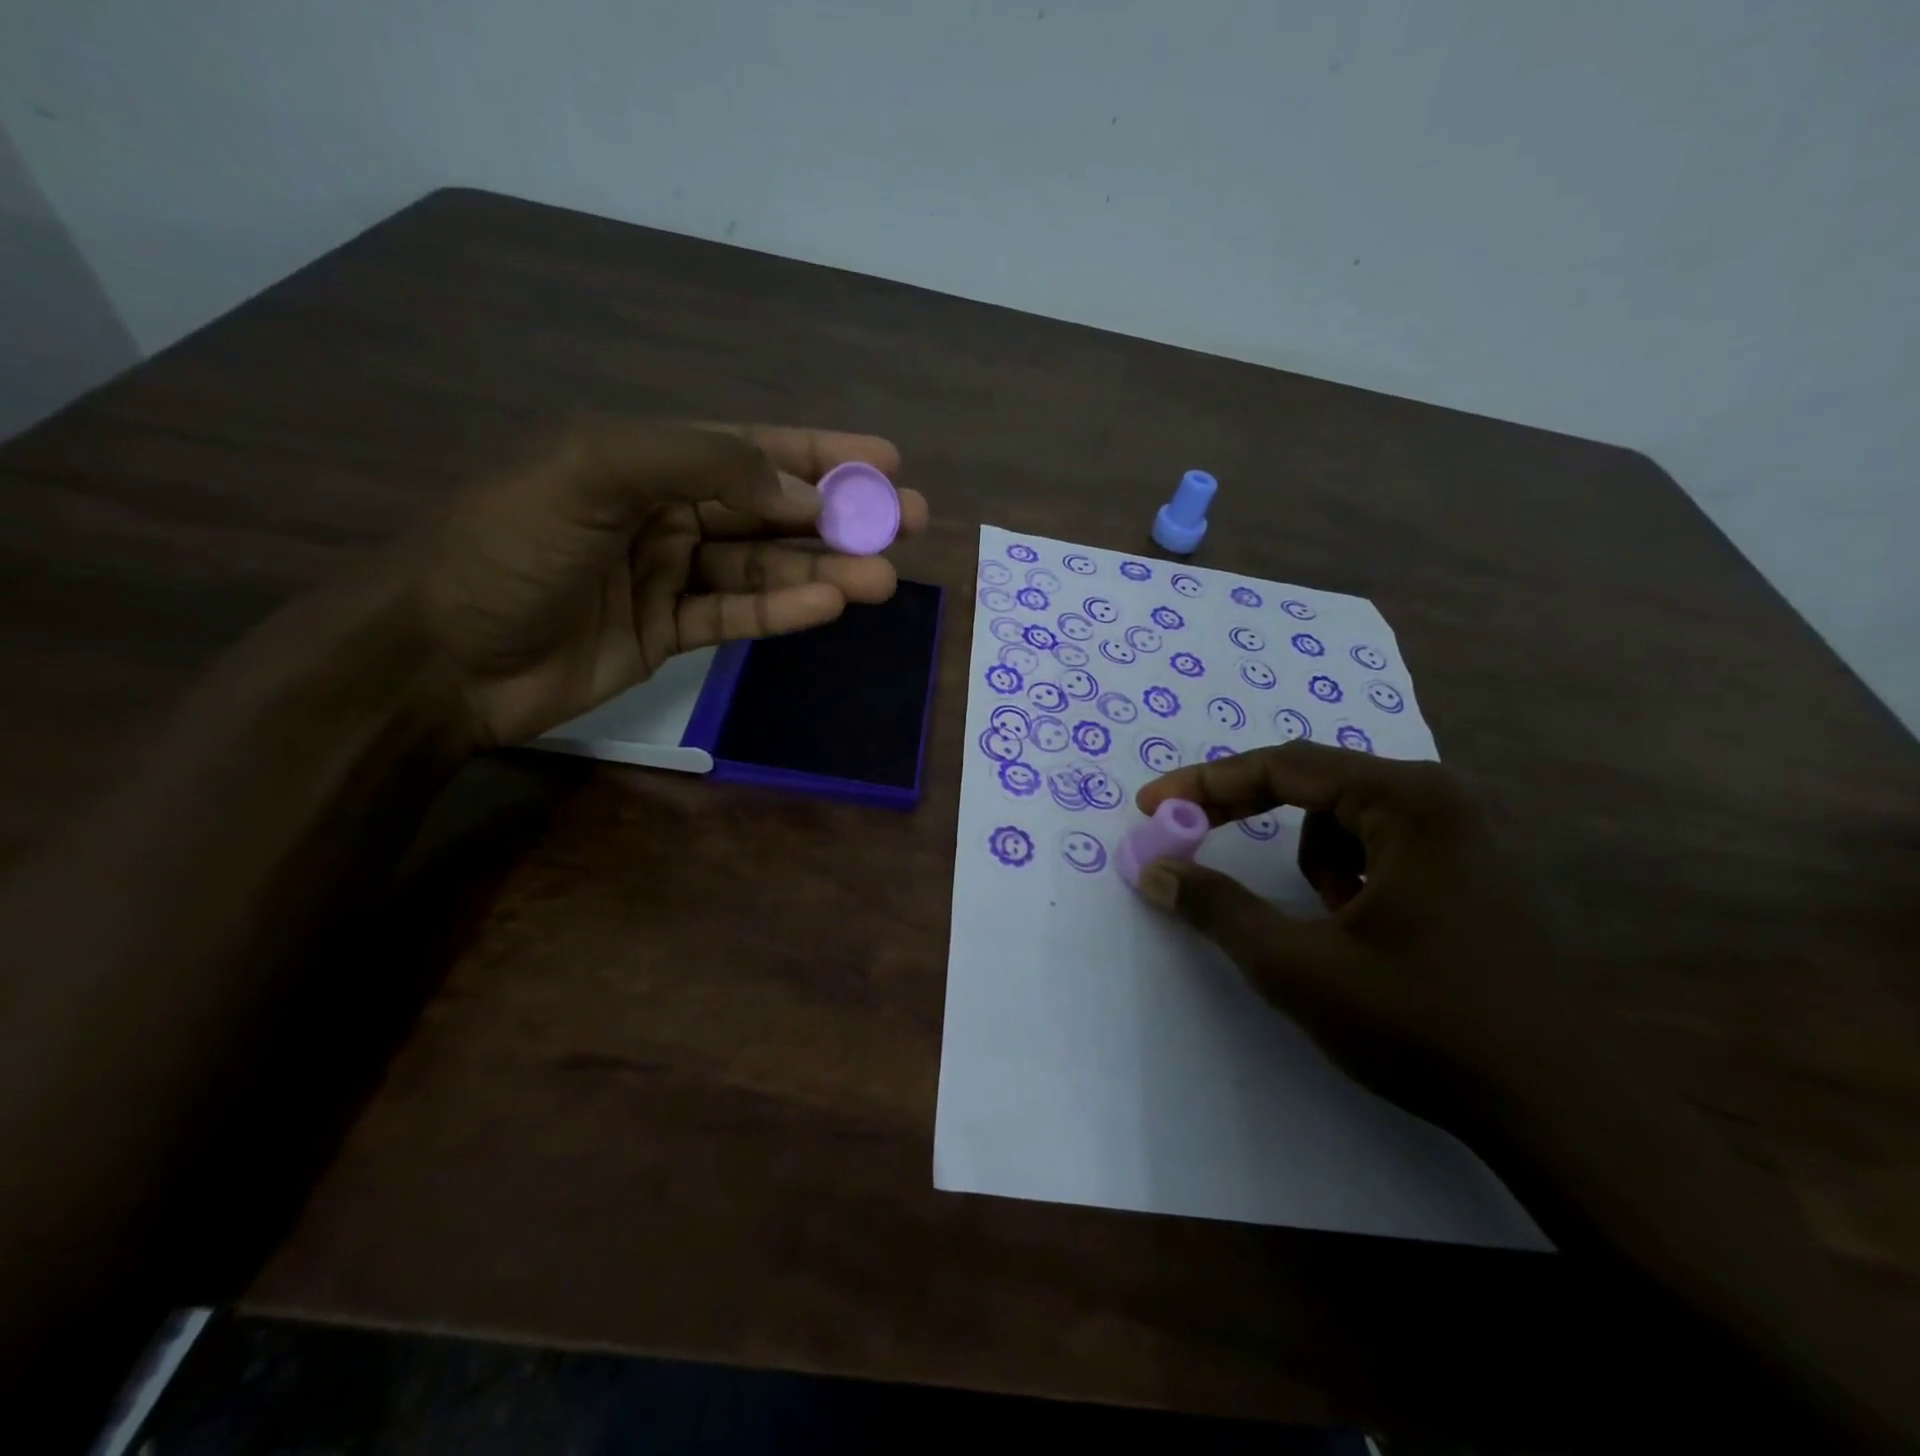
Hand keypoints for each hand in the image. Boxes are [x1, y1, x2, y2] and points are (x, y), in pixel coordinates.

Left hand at [413, 420, 927, 747]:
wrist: (438, 657)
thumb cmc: (506, 548)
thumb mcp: (591, 471)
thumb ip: (698, 464)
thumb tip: (799, 493)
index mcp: (645, 458)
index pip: (751, 448)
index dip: (821, 452)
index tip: (886, 461)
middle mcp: (665, 510)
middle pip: (772, 508)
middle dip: (842, 514)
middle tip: (910, 522)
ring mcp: (670, 575)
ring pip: (766, 568)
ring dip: (825, 571)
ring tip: (884, 578)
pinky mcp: (670, 633)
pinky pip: (738, 616)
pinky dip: (784, 612)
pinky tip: (830, 606)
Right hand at [1135, 742, 1566, 1130]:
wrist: (1563, 1113)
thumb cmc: (1424, 1025)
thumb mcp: (1297, 966)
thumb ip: (1217, 908)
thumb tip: (1154, 872)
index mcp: (1409, 802)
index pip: (1283, 766)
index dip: (1206, 784)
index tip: (1151, 805)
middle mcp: (1444, 799)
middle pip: (1314, 785)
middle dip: (1248, 814)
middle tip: (1190, 835)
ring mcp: (1469, 834)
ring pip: (1347, 821)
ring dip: (1313, 862)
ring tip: (1329, 925)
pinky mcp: (1477, 870)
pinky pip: (1384, 848)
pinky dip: (1351, 878)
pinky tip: (1369, 934)